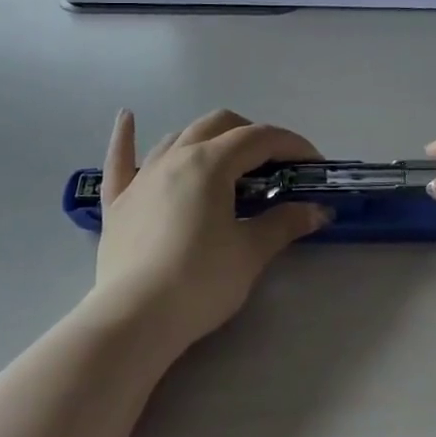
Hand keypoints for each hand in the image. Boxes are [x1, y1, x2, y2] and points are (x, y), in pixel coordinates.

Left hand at [85, 109, 330, 352]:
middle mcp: (175, 157)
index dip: (291, 145)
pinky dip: (125, 138)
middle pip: (219, 125)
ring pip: (178, 138)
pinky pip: (120, 160)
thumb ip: (284, 223)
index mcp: (210, 163)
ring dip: (207, 139)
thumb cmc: (200, 282)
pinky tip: (127, 117)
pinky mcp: (118, 202)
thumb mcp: (251, 252)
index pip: (259, 138)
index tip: (313, 165)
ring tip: (226, 160)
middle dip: (252, 135)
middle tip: (274, 166)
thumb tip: (317, 211)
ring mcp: (141, 177)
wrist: (135, 319)